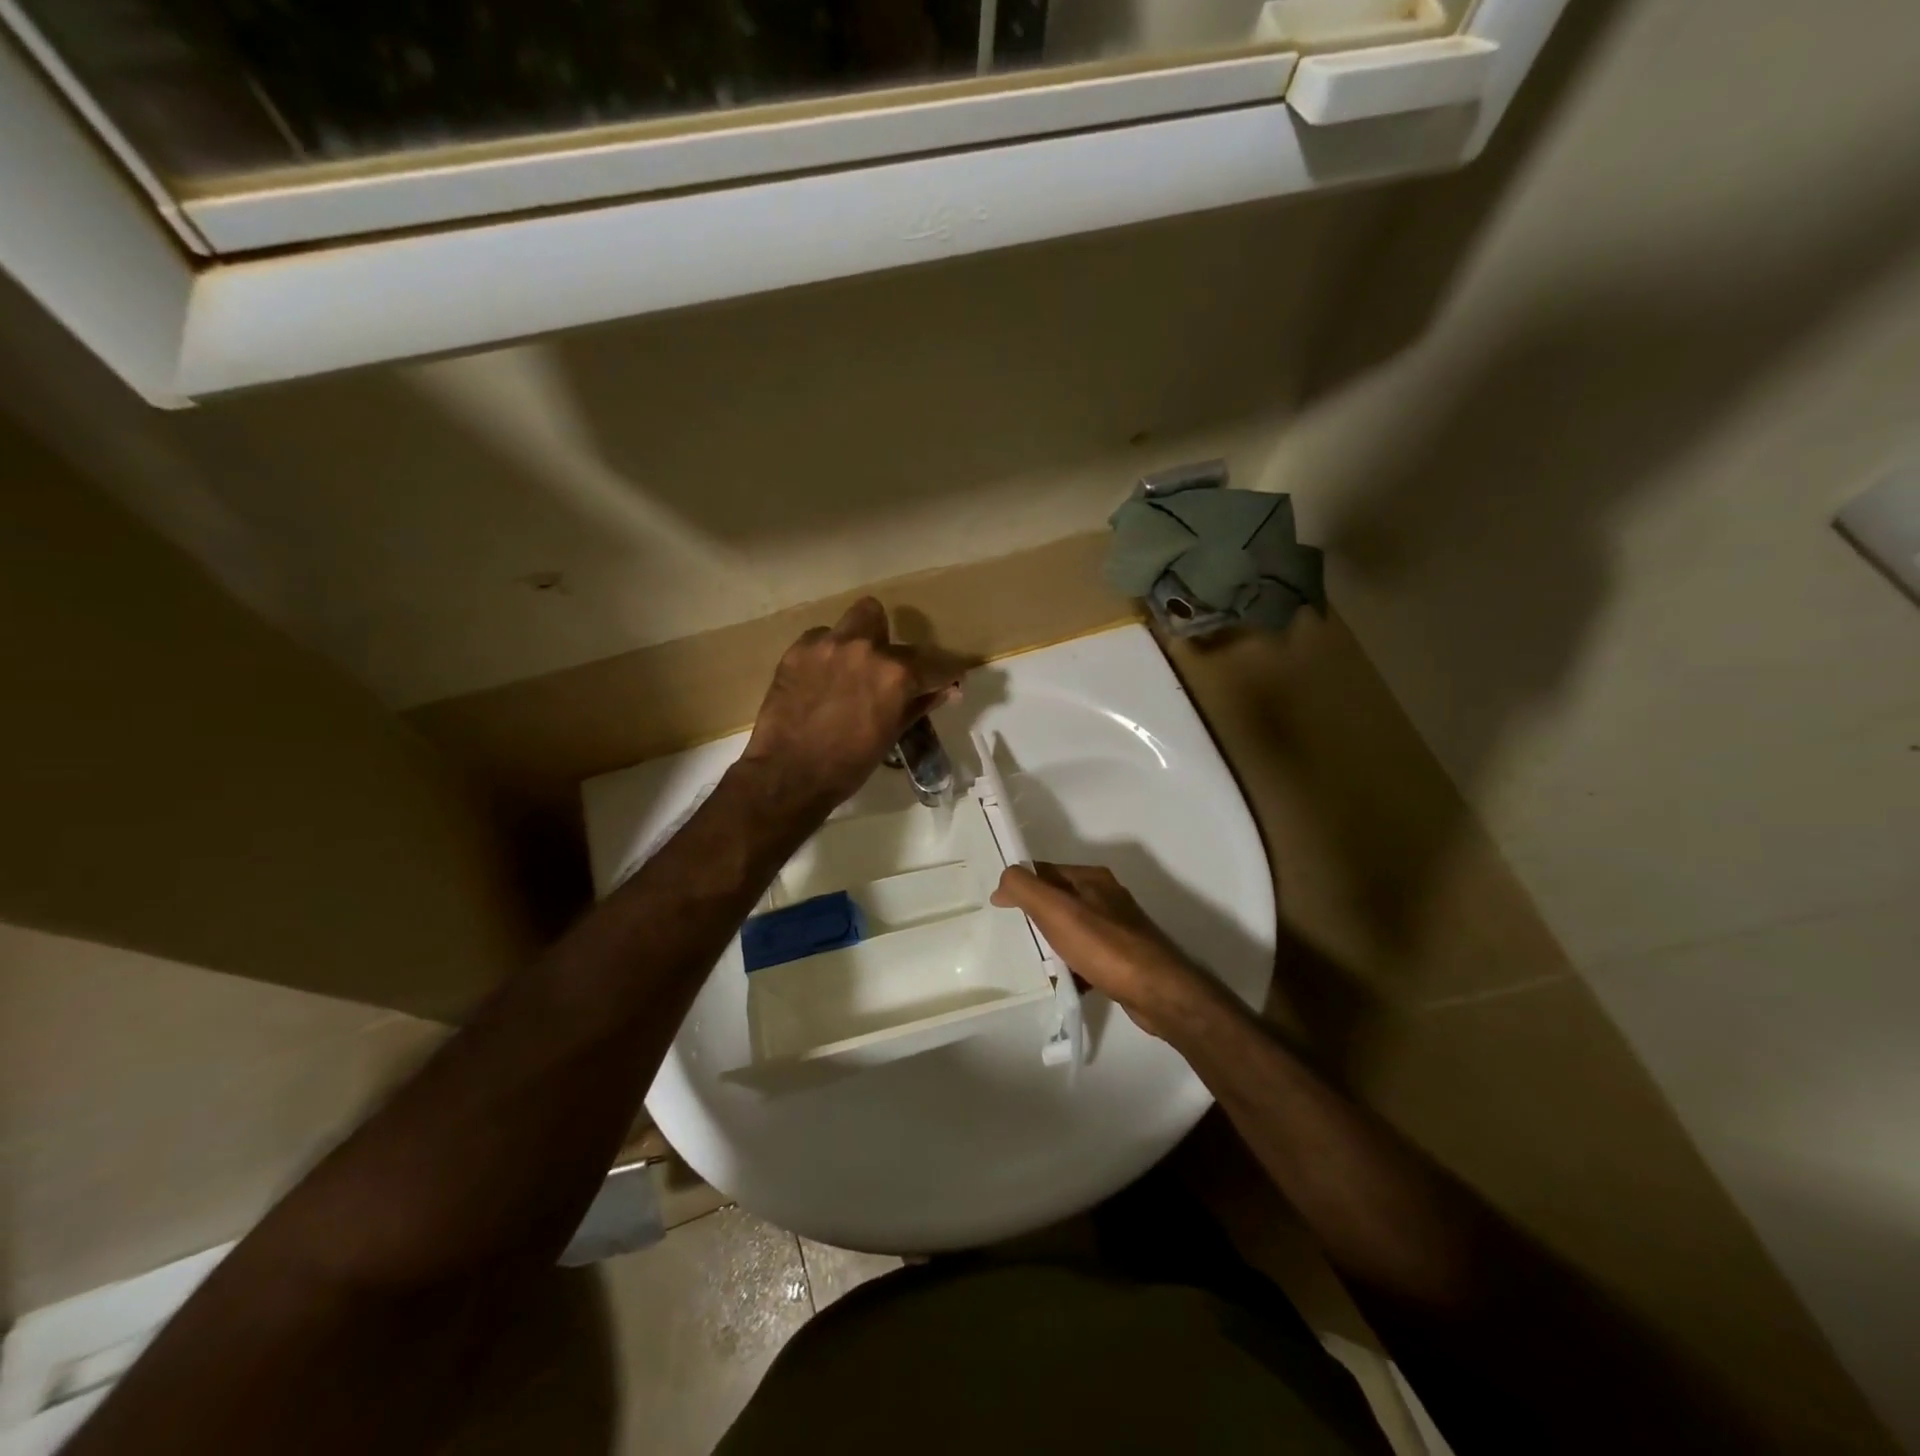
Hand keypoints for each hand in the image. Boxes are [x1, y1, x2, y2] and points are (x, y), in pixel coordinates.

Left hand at [739, 598, 968, 815]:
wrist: (789, 775)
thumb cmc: (849, 764)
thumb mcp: (892, 734)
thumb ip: (920, 704)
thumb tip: (949, 690)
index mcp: (896, 673)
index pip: (934, 662)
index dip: (946, 670)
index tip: (949, 676)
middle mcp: (865, 648)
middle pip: (885, 621)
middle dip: (889, 644)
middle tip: (883, 671)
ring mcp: (827, 645)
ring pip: (854, 619)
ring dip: (858, 638)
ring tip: (849, 667)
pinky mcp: (797, 650)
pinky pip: (821, 638)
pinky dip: (827, 653)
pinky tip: (820, 678)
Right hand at [992, 863, 1218, 1039]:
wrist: (1158, 993)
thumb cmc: (1104, 946)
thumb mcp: (1056, 911)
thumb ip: (1025, 889)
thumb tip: (1003, 882)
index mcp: (1091, 879)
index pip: (1045, 870)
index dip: (1021, 884)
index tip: (999, 907)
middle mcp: (1106, 897)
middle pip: (1059, 900)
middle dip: (1035, 917)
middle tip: (1013, 936)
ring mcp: (1118, 928)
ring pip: (1072, 930)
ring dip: (1053, 944)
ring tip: (1034, 963)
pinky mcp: (1124, 958)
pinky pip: (1087, 956)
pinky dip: (1072, 967)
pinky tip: (1063, 982)